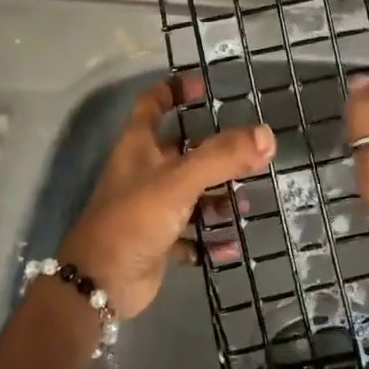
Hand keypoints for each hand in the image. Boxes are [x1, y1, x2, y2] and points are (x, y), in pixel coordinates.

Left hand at [59, 76, 274, 319]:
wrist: (101, 283)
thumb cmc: (135, 218)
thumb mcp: (180, 180)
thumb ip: (223, 157)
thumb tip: (267, 135)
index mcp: (139, 146)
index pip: (152, 104)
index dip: (174, 90)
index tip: (202, 85)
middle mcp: (144, 172)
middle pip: (183, 151)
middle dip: (216, 153)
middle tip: (250, 154)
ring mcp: (151, 208)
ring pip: (192, 194)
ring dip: (218, 199)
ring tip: (246, 204)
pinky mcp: (158, 241)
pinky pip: (192, 235)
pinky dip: (210, 239)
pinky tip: (231, 246)